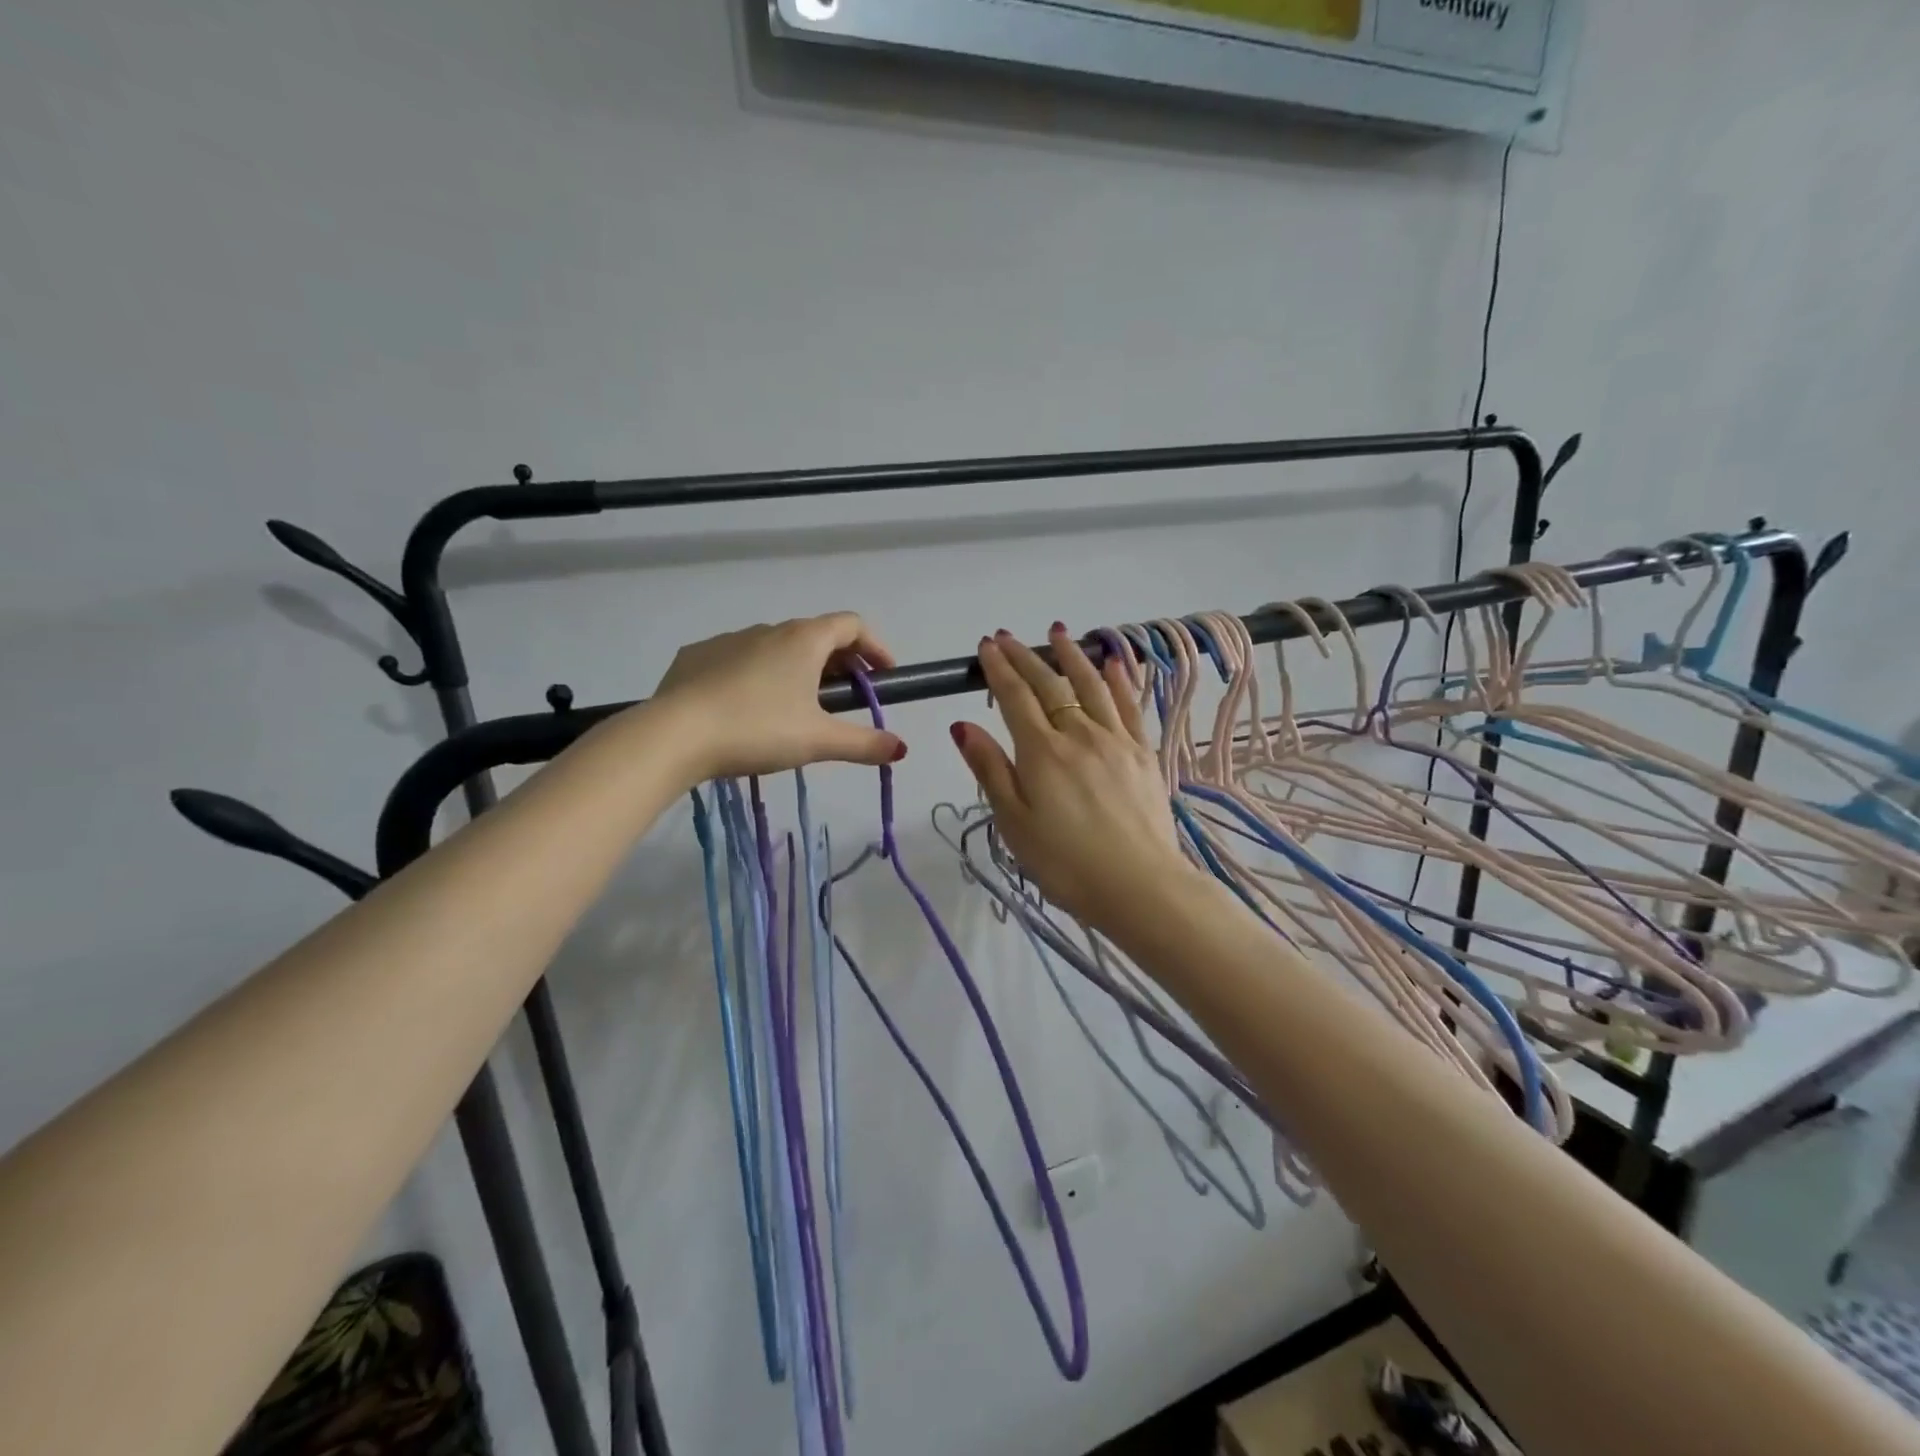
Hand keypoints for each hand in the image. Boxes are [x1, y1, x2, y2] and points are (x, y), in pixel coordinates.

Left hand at [649, 614, 905, 781]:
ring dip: (797, 668)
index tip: (884, 675)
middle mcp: (768, 629)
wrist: (674, 734)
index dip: (875, 647)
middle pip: (816, 636)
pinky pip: (738, 659)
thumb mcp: (819, 741)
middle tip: (847, 697)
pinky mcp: (696, 657)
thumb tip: (902, 748)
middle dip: (840, 662)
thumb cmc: (758, 730)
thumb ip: (864, 744)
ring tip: (797, 707)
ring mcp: (728, 640)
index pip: (852, 625)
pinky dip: (757, 675)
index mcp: (804, 640)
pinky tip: (748, 707)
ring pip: (776, 647)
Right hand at [950, 625, 1191, 927]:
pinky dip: (1119, 678)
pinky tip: (1113, 662)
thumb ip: (991, 770)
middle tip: (1009, 637)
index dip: (999, 669)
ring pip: (1091, 685)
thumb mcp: (1014, 823)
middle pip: (1049, 685)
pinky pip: (1130, 704)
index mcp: (1042, 752)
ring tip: (1058, 633)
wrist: (1139, 886)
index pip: (1015, 697)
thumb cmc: (1065, 863)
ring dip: (1072, 655)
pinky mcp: (1143, 753)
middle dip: (1025, 657)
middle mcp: (1079, 734)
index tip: (986, 646)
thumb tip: (963, 725)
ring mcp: (1116, 740)